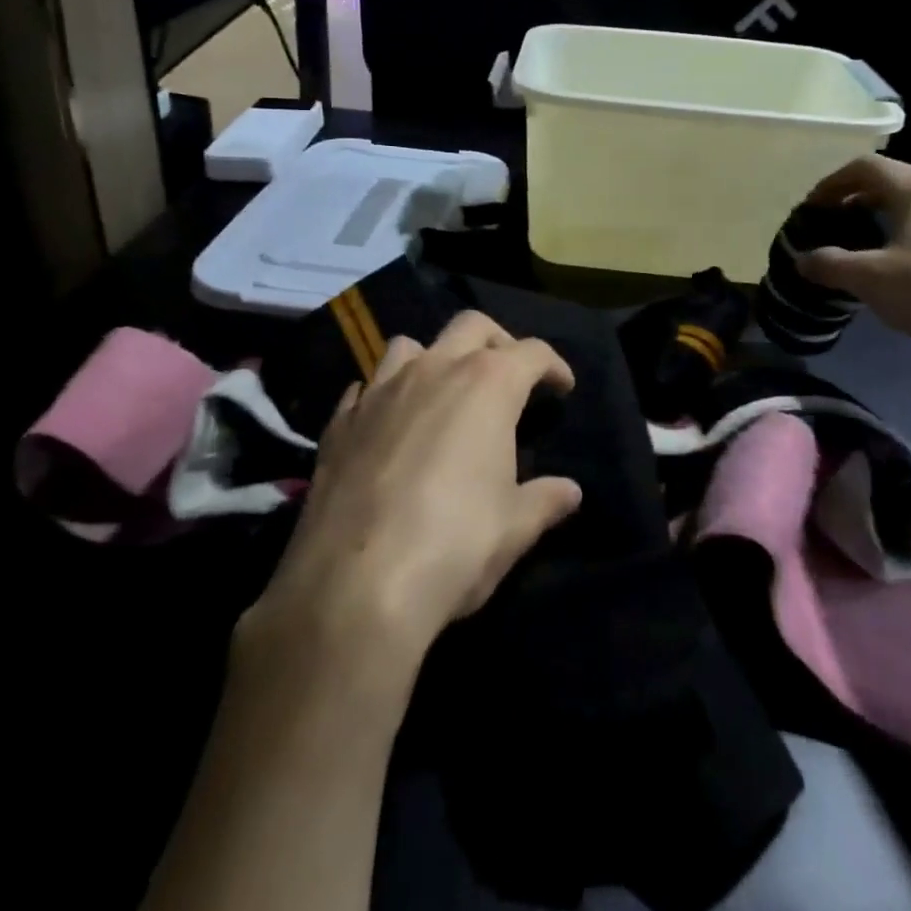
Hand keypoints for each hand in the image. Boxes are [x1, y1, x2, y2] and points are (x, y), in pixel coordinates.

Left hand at [248, 311, 582, 678]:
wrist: (354, 584)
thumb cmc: (455, 545)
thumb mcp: (514, 527)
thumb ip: (544, 500)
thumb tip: (570, 492)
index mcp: (487, 385)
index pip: (531, 352)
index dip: (553, 365)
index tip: (562, 387)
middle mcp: (433, 370)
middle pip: (472, 326)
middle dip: (498, 341)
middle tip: (509, 375)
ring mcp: (380, 390)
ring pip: (411, 345)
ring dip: (434, 358)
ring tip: (443, 393)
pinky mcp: (340, 421)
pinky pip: (367, 387)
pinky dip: (385, 395)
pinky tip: (389, 424)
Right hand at [796, 155, 910, 350]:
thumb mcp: (870, 278)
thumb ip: (830, 264)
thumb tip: (802, 260)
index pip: (864, 167)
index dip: (831, 184)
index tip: (812, 208)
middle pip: (893, 182)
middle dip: (857, 199)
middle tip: (835, 224)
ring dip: (887, 217)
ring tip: (869, 245)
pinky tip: (909, 265)